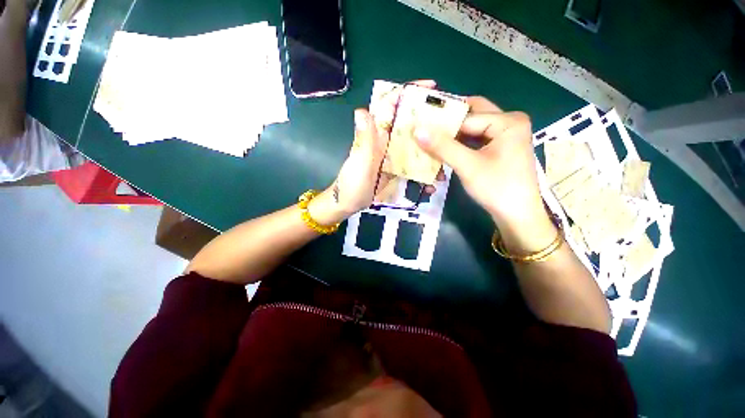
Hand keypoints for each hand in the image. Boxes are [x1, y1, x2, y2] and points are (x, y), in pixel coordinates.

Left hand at [309, 80, 439, 224]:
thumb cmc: (352, 184)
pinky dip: (422, 166)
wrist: (349, 204)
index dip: (408, 93)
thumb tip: (361, 111)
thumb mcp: (360, 163)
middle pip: (407, 122)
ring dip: (428, 146)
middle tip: (450, 122)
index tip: (431, 88)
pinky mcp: (394, 167)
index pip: (390, 106)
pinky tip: (433, 176)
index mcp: (375, 134)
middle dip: (427, 118)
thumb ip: (364, 140)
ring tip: (446, 152)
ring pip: (412, 142)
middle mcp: (384, 140)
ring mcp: (390, 154)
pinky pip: (411, 162)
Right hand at [413, 97, 546, 227]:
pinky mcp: (501, 149)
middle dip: (448, 124)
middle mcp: (509, 123)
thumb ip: (442, 147)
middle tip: (425, 129)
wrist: (517, 216)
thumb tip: (417, 129)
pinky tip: (445, 151)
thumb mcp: (468, 166)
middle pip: (472, 116)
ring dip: (452, 136)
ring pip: (472, 129)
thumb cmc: (497, 189)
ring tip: (430, 141)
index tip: (419, 127)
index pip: (467, 117)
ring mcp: (506, 136)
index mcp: (508, 121)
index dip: (442, 123)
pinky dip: (460, 145)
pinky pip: (476, 140)